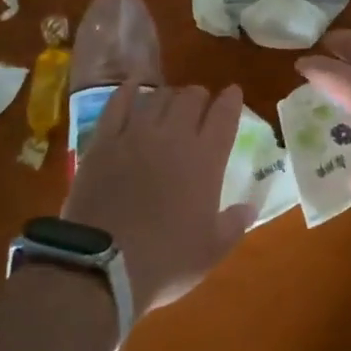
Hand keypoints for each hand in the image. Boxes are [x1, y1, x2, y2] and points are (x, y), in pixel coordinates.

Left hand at [62, 83, 253, 317]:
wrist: (101, 265)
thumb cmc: (165, 260)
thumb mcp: (210, 251)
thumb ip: (234, 223)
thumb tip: (249, 206)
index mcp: (206, 159)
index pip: (225, 115)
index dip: (231, 100)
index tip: (233, 92)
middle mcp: (174, 136)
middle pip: (191, 98)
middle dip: (200, 97)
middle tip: (200, 105)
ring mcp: (136, 134)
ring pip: (159, 96)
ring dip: (170, 95)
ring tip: (171, 101)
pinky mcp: (104, 140)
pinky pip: (119, 103)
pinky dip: (129, 90)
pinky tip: (134, 86)